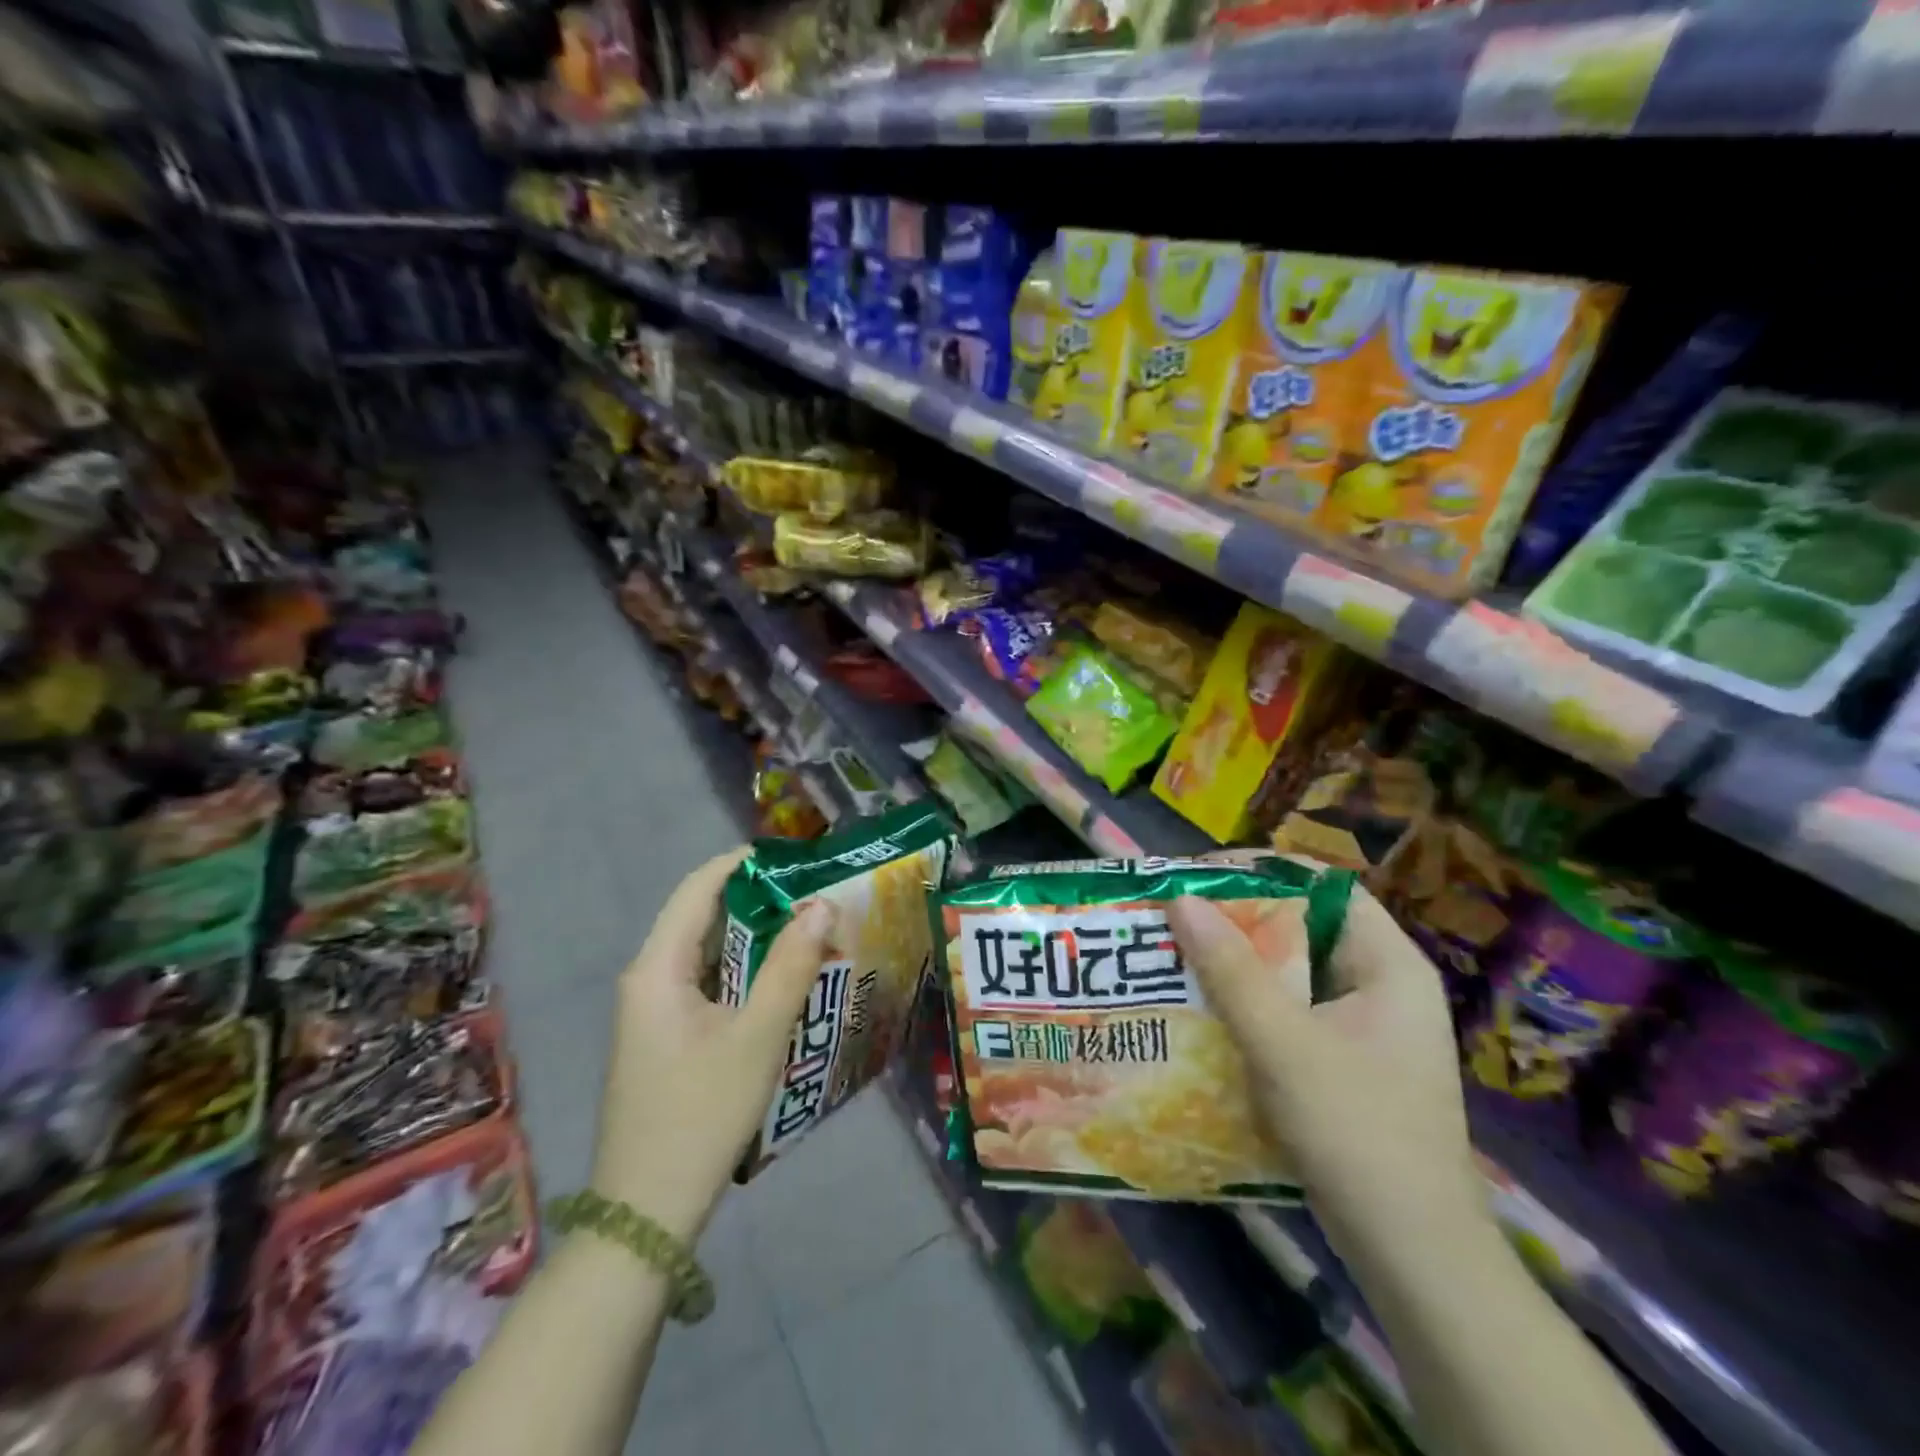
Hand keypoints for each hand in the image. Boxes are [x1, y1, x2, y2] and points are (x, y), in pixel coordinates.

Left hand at [589, 849, 829, 1241]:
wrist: (647, 1212)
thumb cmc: (701, 1114)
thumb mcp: (757, 1037)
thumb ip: (790, 967)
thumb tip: (821, 906)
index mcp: (657, 968)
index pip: (698, 889)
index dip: (742, 863)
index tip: (794, 856)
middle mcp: (649, 979)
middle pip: (703, 918)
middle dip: (759, 901)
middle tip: (814, 895)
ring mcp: (654, 1011)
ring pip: (708, 954)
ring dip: (755, 939)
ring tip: (809, 930)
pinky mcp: (666, 1038)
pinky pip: (708, 985)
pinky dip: (745, 973)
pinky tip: (783, 983)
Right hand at [1167, 885, 1481, 1243]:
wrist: (1412, 1255)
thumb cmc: (1357, 1133)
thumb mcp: (1284, 1044)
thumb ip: (1231, 970)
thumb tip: (1180, 899)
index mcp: (1389, 964)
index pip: (1323, 887)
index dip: (1262, 872)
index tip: (1199, 876)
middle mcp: (1381, 984)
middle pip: (1302, 928)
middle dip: (1237, 920)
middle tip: (1175, 917)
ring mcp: (1364, 1027)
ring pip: (1291, 973)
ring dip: (1236, 964)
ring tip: (1176, 955)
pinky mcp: (1343, 1061)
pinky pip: (1289, 1012)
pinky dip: (1247, 1004)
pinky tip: (1202, 1011)